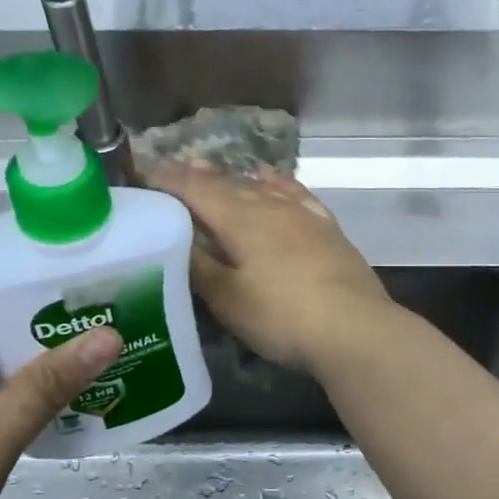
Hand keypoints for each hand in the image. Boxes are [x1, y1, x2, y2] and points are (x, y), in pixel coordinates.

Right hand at [142, 162, 388, 371]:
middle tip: (173, 171)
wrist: (354, 328)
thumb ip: (198, 265)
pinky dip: (276, 183)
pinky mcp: (326, 228)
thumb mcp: (227, 298)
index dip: (168, 180)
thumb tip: (173, 238)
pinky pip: (295, 193)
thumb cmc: (281, 316)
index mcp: (240, 219)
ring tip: (213, 170)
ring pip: (260, 186)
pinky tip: (270, 179)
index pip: (195, 189)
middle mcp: (270, 205)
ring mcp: (303, 214)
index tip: (144, 174)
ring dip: (233, 177)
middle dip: (197, 176)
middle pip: (227, 183)